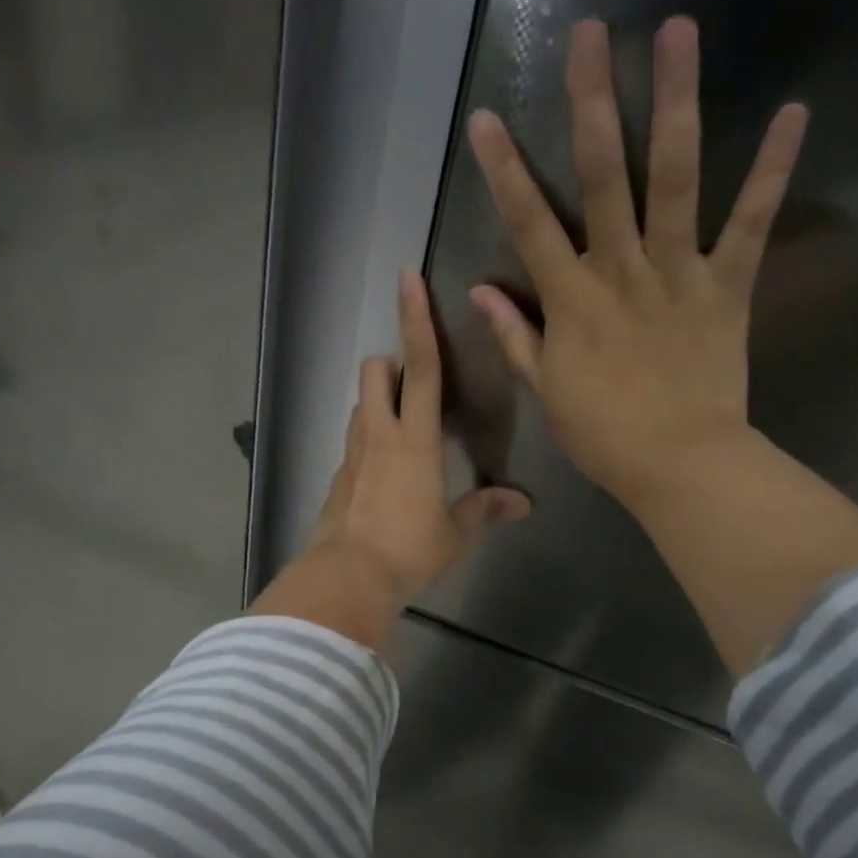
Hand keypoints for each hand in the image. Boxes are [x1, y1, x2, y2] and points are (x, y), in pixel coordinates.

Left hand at [250, 271, 529, 651]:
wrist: (346, 578)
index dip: (417, 320)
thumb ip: (485, 510)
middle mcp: (378, 435)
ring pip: (360, 405)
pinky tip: (384, 473)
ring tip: (404, 427)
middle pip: (376, 372)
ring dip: (379, 401)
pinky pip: (353, 443)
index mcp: (414, 440)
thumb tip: (522, 503)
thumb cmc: (408, 550)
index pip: (421, 367)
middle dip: (392, 361)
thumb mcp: (454, 533)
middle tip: (413, 380)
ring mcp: (351, 456)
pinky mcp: (336, 479)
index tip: (408, 279)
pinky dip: (368, 441)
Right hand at [466, 17, 808, 510]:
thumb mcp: (546, 389)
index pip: (528, 224)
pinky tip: (793, 112)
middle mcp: (621, 269)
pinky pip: (751, 223)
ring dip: (676, 102)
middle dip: (592, 102)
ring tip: (678, 31)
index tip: (486, 119)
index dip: (504, 171)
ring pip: (675, 178)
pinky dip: (772, 171)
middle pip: (603, 176)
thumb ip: (515, 335)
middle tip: (590, 33)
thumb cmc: (602, 434)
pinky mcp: (729, 285)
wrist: (678, 464)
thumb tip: (481, 291)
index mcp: (571, 299)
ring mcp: (678, 272)